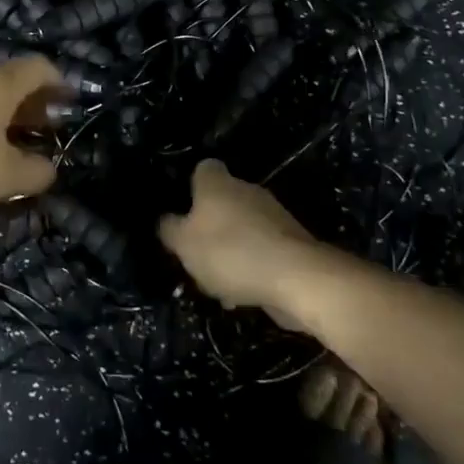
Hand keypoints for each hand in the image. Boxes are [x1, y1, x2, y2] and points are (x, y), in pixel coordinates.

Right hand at [159, 159, 324, 323]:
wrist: (297, 278)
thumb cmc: (230, 252)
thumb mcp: (184, 244)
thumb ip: (169, 229)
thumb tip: (165, 220)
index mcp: (218, 182)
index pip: (203, 168)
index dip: (191, 187)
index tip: (183, 211)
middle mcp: (246, 190)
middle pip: (223, 201)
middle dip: (210, 226)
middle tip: (195, 254)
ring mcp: (273, 215)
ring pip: (243, 229)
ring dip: (230, 251)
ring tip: (218, 284)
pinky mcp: (292, 242)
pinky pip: (262, 251)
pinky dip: (251, 267)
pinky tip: (243, 294)